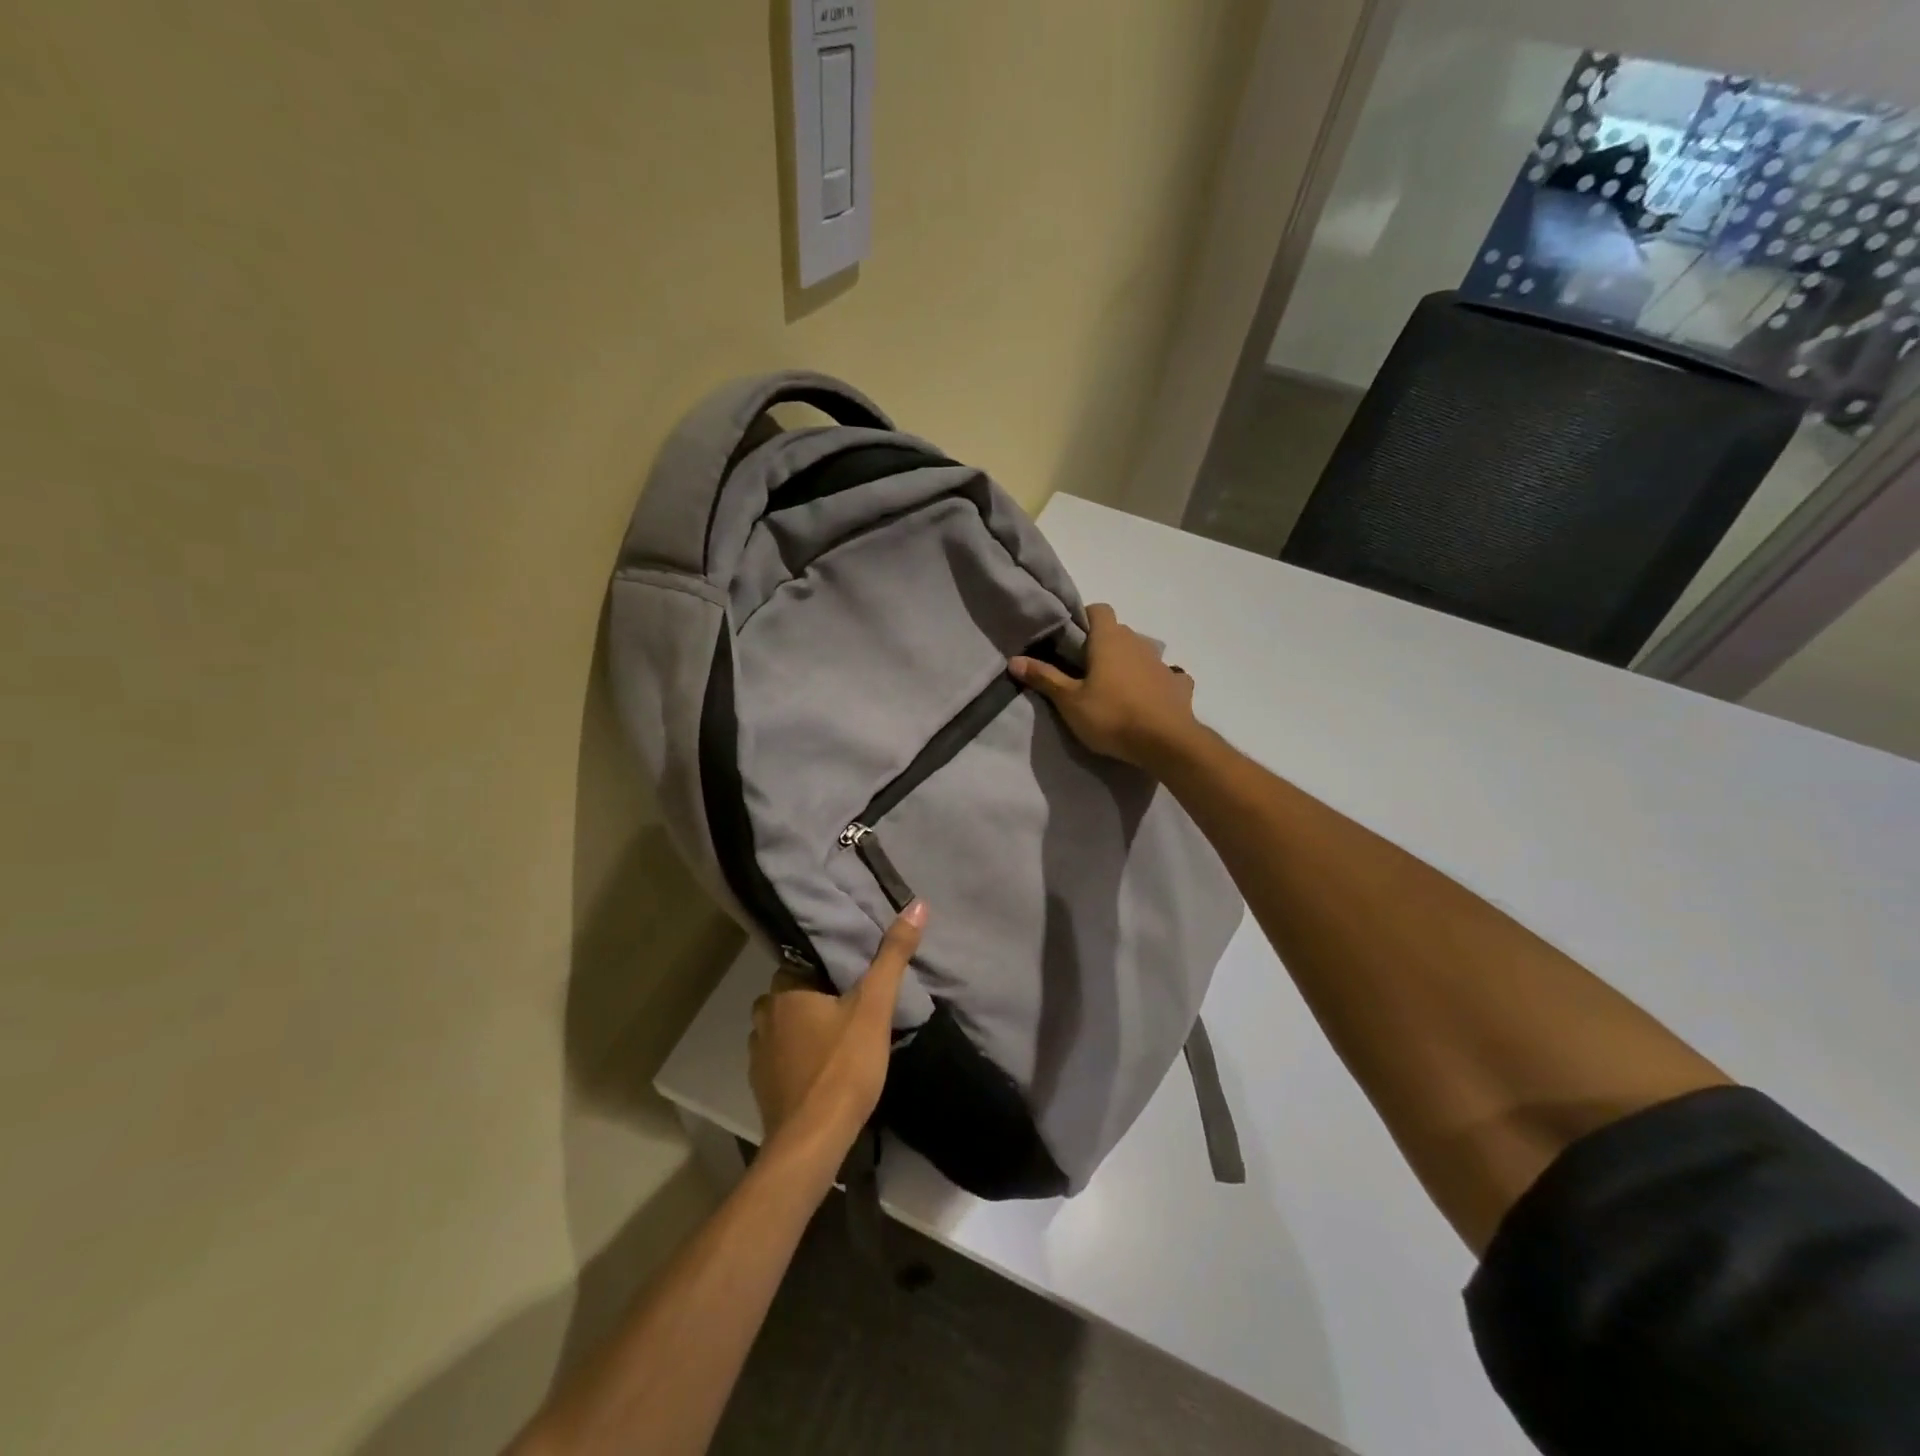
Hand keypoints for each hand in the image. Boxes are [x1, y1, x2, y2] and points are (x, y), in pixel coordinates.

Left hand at [749, 901, 924, 1145]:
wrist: (813, 1141)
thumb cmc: (842, 1067)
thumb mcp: (875, 1006)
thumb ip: (893, 956)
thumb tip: (917, 905)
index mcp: (785, 991)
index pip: (802, 962)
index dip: (827, 966)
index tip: (852, 972)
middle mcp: (764, 1017)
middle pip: (792, 993)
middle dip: (817, 996)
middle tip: (852, 1003)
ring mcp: (758, 1055)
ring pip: (784, 1027)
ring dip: (805, 1028)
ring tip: (839, 1034)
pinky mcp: (761, 1088)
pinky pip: (781, 1058)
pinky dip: (798, 1058)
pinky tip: (822, 1068)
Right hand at [1009, 604, 1197, 768]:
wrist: (1166, 742)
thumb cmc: (1111, 716)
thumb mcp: (1069, 701)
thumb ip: (1044, 678)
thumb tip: (1014, 660)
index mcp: (1109, 639)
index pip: (1098, 609)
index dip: (1084, 619)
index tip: (1071, 640)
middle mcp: (1137, 643)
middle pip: (1118, 632)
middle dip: (1102, 645)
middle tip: (1084, 671)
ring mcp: (1161, 663)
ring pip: (1140, 653)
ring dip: (1128, 664)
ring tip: (1114, 690)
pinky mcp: (1178, 685)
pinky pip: (1165, 676)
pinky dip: (1155, 683)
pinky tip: (1148, 700)